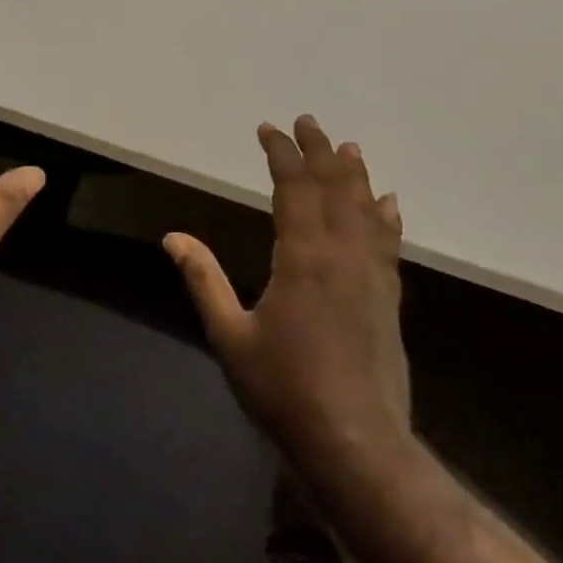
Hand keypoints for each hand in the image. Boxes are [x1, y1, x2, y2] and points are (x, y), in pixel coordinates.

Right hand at [164, 116, 410, 476]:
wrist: (354, 441)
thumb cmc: (282, 389)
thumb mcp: (229, 335)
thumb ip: (203, 280)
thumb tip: (173, 237)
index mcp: (302, 258)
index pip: (294, 188)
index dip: (281, 155)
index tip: (268, 130)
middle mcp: (343, 256)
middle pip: (334, 189)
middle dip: (319, 152)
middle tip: (308, 122)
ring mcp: (373, 277)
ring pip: (366, 211)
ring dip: (355, 176)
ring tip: (349, 149)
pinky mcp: (388, 299)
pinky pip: (389, 243)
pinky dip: (386, 217)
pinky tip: (389, 203)